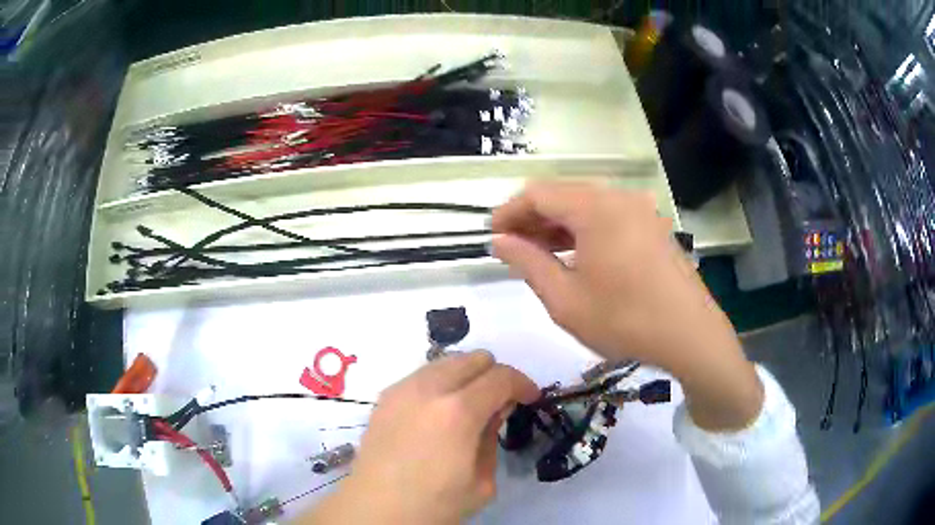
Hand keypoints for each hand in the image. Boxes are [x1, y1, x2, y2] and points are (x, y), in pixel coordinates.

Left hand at [303, 350, 538, 524]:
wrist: (376, 510)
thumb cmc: (434, 504)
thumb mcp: (482, 482)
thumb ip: (492, 437)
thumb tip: (495, 410)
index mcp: (458, 411)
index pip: (501, 377)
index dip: (522, 384)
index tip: (530, 399)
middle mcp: (428, 389)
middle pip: (473, 358)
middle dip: (495, 375)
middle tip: (500, 403)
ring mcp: (401, 389)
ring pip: (445, 362)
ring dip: (467, 376)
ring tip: (469, 407)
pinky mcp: (384, 397)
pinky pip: (422, 375)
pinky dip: (440, 383)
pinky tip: (438, 413)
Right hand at [491, 181, 762, 430]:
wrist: (690, 335)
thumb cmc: (625, 320)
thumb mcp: (565, 299)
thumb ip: (528, 263)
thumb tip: (500, 241)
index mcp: (595, 207)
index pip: (537, 194)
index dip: (509, 212)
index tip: (491, 236)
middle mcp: (618, 197)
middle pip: (563, 194)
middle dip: (532, 218)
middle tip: (512, 248)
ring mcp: (640, 209)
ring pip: (586, 205)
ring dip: (558, 224)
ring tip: (538, 253)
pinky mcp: (652, 225)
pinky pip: (608, 216)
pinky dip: (584, 230)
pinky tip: (574, 255)